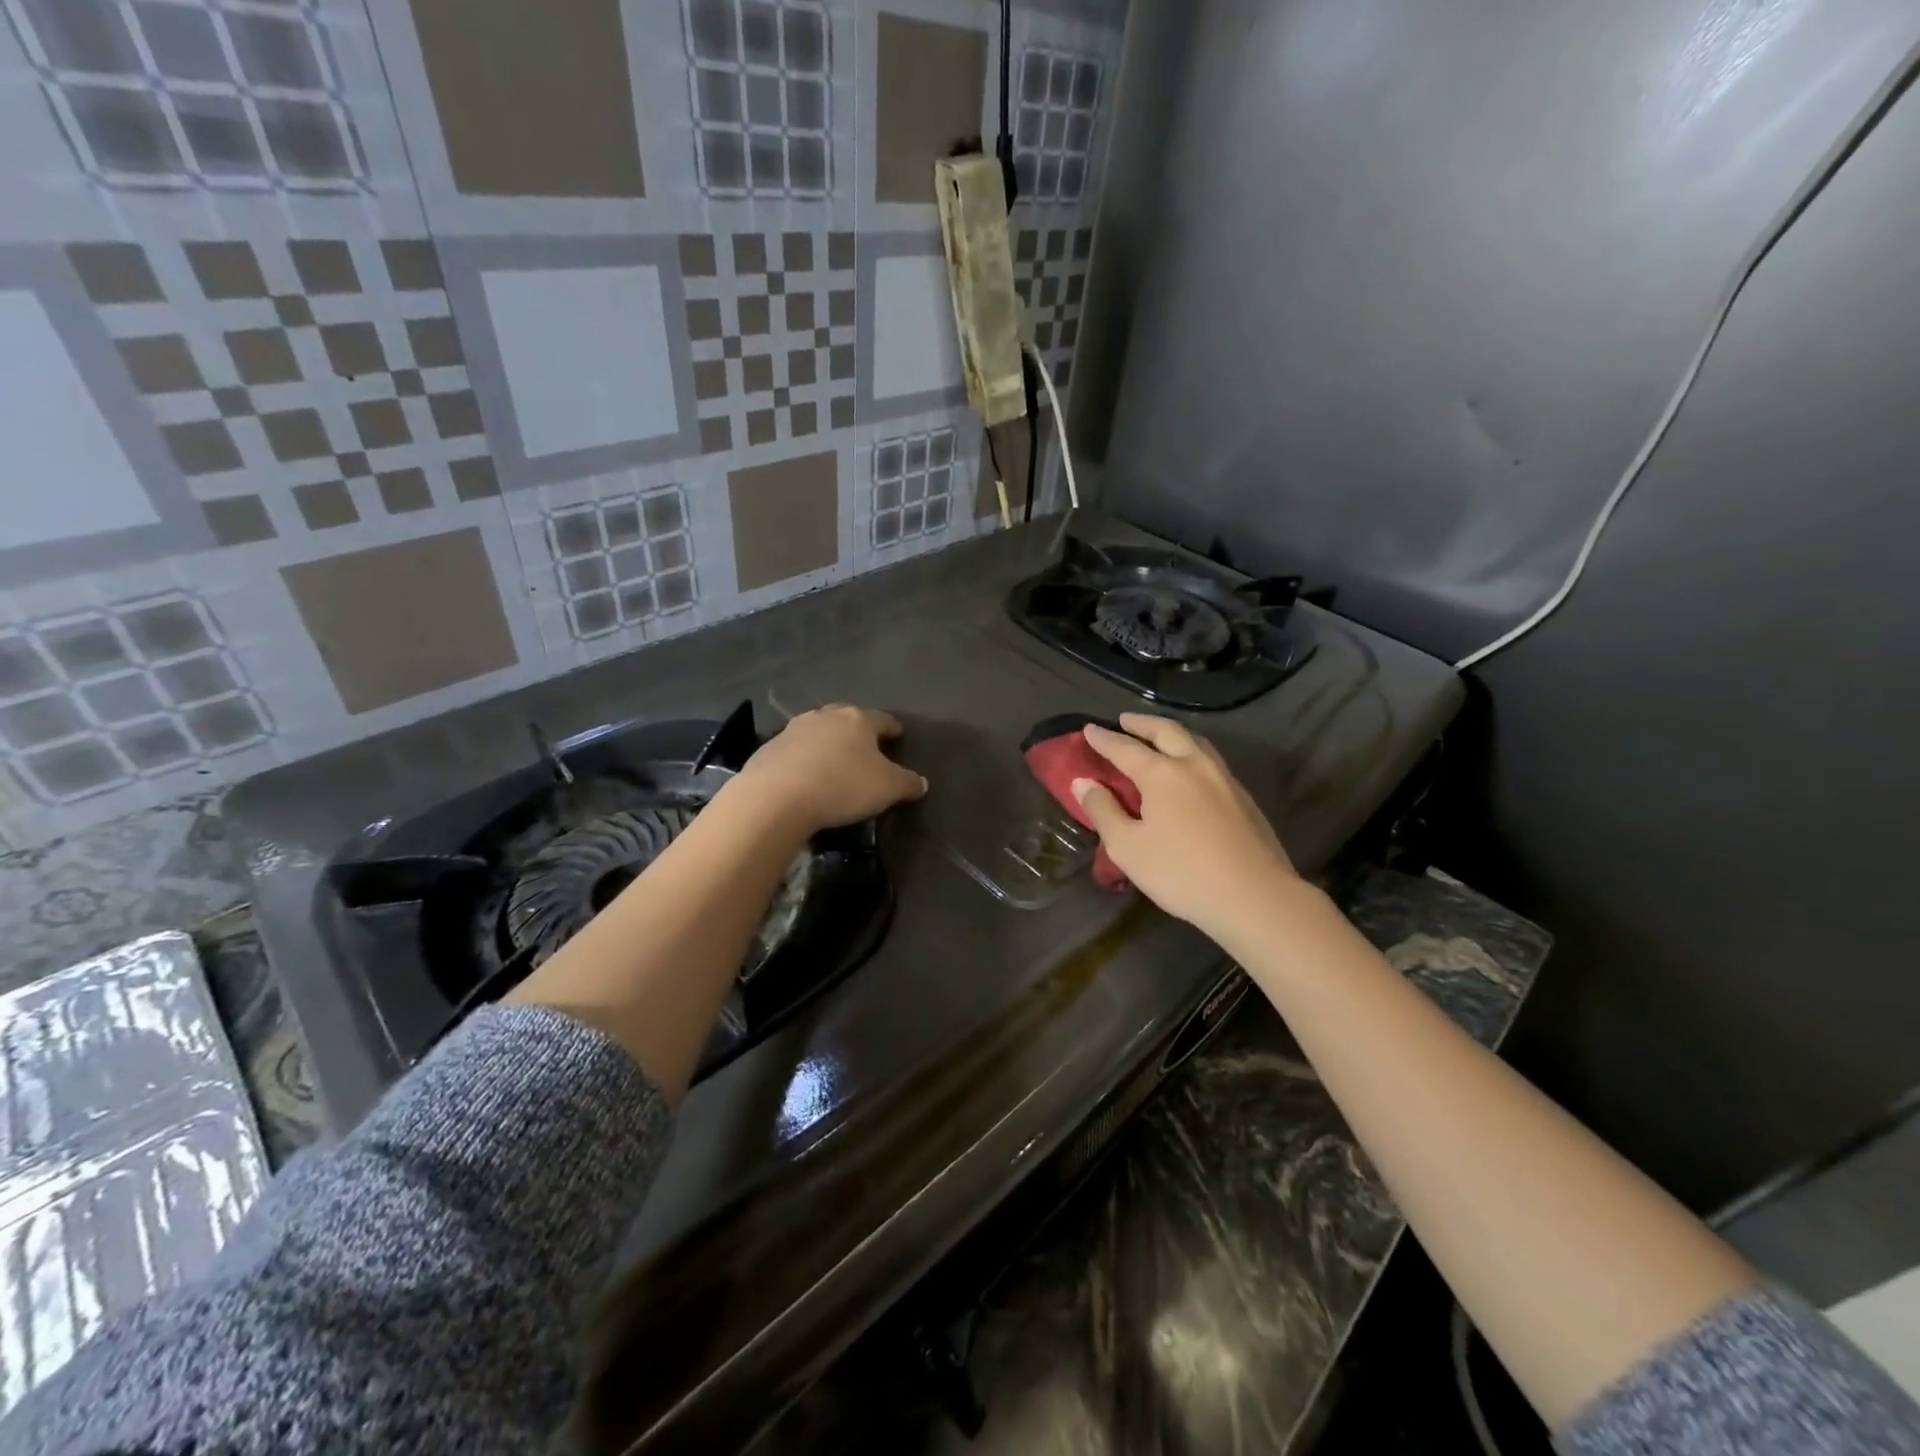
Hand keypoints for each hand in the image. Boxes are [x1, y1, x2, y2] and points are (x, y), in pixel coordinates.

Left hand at [731, 704, 928, 836]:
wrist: (776, 797)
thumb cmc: (842, 786)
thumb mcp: (887, 789)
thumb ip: (907, 783)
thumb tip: (921, 782)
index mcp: (858, 720)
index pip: (883, 719)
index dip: (892, 728)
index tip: (898, 735)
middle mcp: (826, 716)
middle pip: (847, 719)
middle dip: (857, 731)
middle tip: (865, 747)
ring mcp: (794, 729)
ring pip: (818, 731)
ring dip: (828, 742)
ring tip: (834, 761)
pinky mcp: (770, 748)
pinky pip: (795, 750)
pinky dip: (804, 759)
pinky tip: (806, 775)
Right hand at [1073, 714, 1299, 936]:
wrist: (1255, 897)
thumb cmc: (1181, 873)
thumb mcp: (1128, 847)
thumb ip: (1104, 811)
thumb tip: (1083, 782)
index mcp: (1162, 773)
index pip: (1125, 748)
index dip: (1104, 739)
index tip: (1088, 729)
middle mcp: (1194, 765)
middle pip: (1166, 732)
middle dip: (1142, 724)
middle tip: (1124, 720)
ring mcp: (1224, 779)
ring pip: (1195, 742)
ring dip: (1171, 734)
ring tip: (1158, 737)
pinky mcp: (1244, 798)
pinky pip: (1210, 761)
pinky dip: (1191, 753)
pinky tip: (1189, 771)